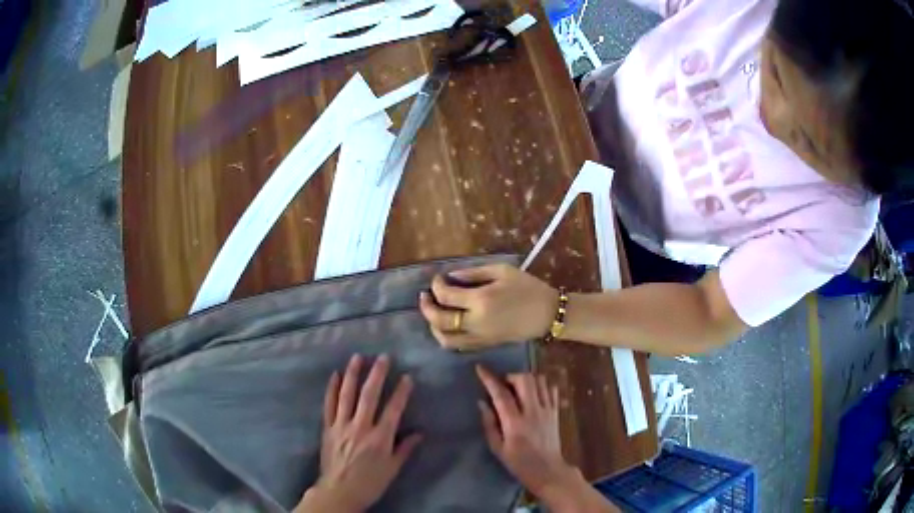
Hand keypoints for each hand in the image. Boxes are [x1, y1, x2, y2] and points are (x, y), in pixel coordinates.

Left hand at [295, 355, 421, 512]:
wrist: (339, 491)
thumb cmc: (370, 483)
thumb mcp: (392, 469)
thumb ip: (404, 449)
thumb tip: (419, 433)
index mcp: (380, 438)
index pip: (393, 410)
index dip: (401, 392)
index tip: (407, 377)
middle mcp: (360, 427)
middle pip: (369, 396)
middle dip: (377, 375)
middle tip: (383, 357)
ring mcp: (341, 426)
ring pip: (347, 395)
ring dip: (353, 375)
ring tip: (358, 357)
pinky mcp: (328, 428)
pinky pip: (329, 405)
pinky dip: (332, 389)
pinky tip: (335, 375)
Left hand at [418, 264, 557, 350]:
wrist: (547, 314)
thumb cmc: (528, 288)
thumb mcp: (502, 272)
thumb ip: (474, 273)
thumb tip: (451, 277)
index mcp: (481, 301)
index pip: (446, 296)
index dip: (436, 286)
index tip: (438, 279)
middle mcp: (476, 322)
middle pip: (440, 320)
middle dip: (427, 307)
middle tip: (425, 296)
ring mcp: (480, 337)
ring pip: (445, 339)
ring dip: (434, 326)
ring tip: (435, 312)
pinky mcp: (485, 345)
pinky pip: (458, 346)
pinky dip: (447, 336)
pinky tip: (449, 325)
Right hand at [474, 366, 578, 499]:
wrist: (548, 470)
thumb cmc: (518, 463)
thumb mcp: (497, 448)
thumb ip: (489, 424)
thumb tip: (482, 402)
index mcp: (515, 423)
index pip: (501, 395)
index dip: (489, 379)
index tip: (480, 368)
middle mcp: (532, 412)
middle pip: (525, 380)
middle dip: (511, 376)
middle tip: (503, 385)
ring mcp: (547, 410)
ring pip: (539, 381)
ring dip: (526, 379)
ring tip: (518, 389)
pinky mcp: (556, 411)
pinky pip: (551, 389)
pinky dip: (541, 385)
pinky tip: (533, 394)